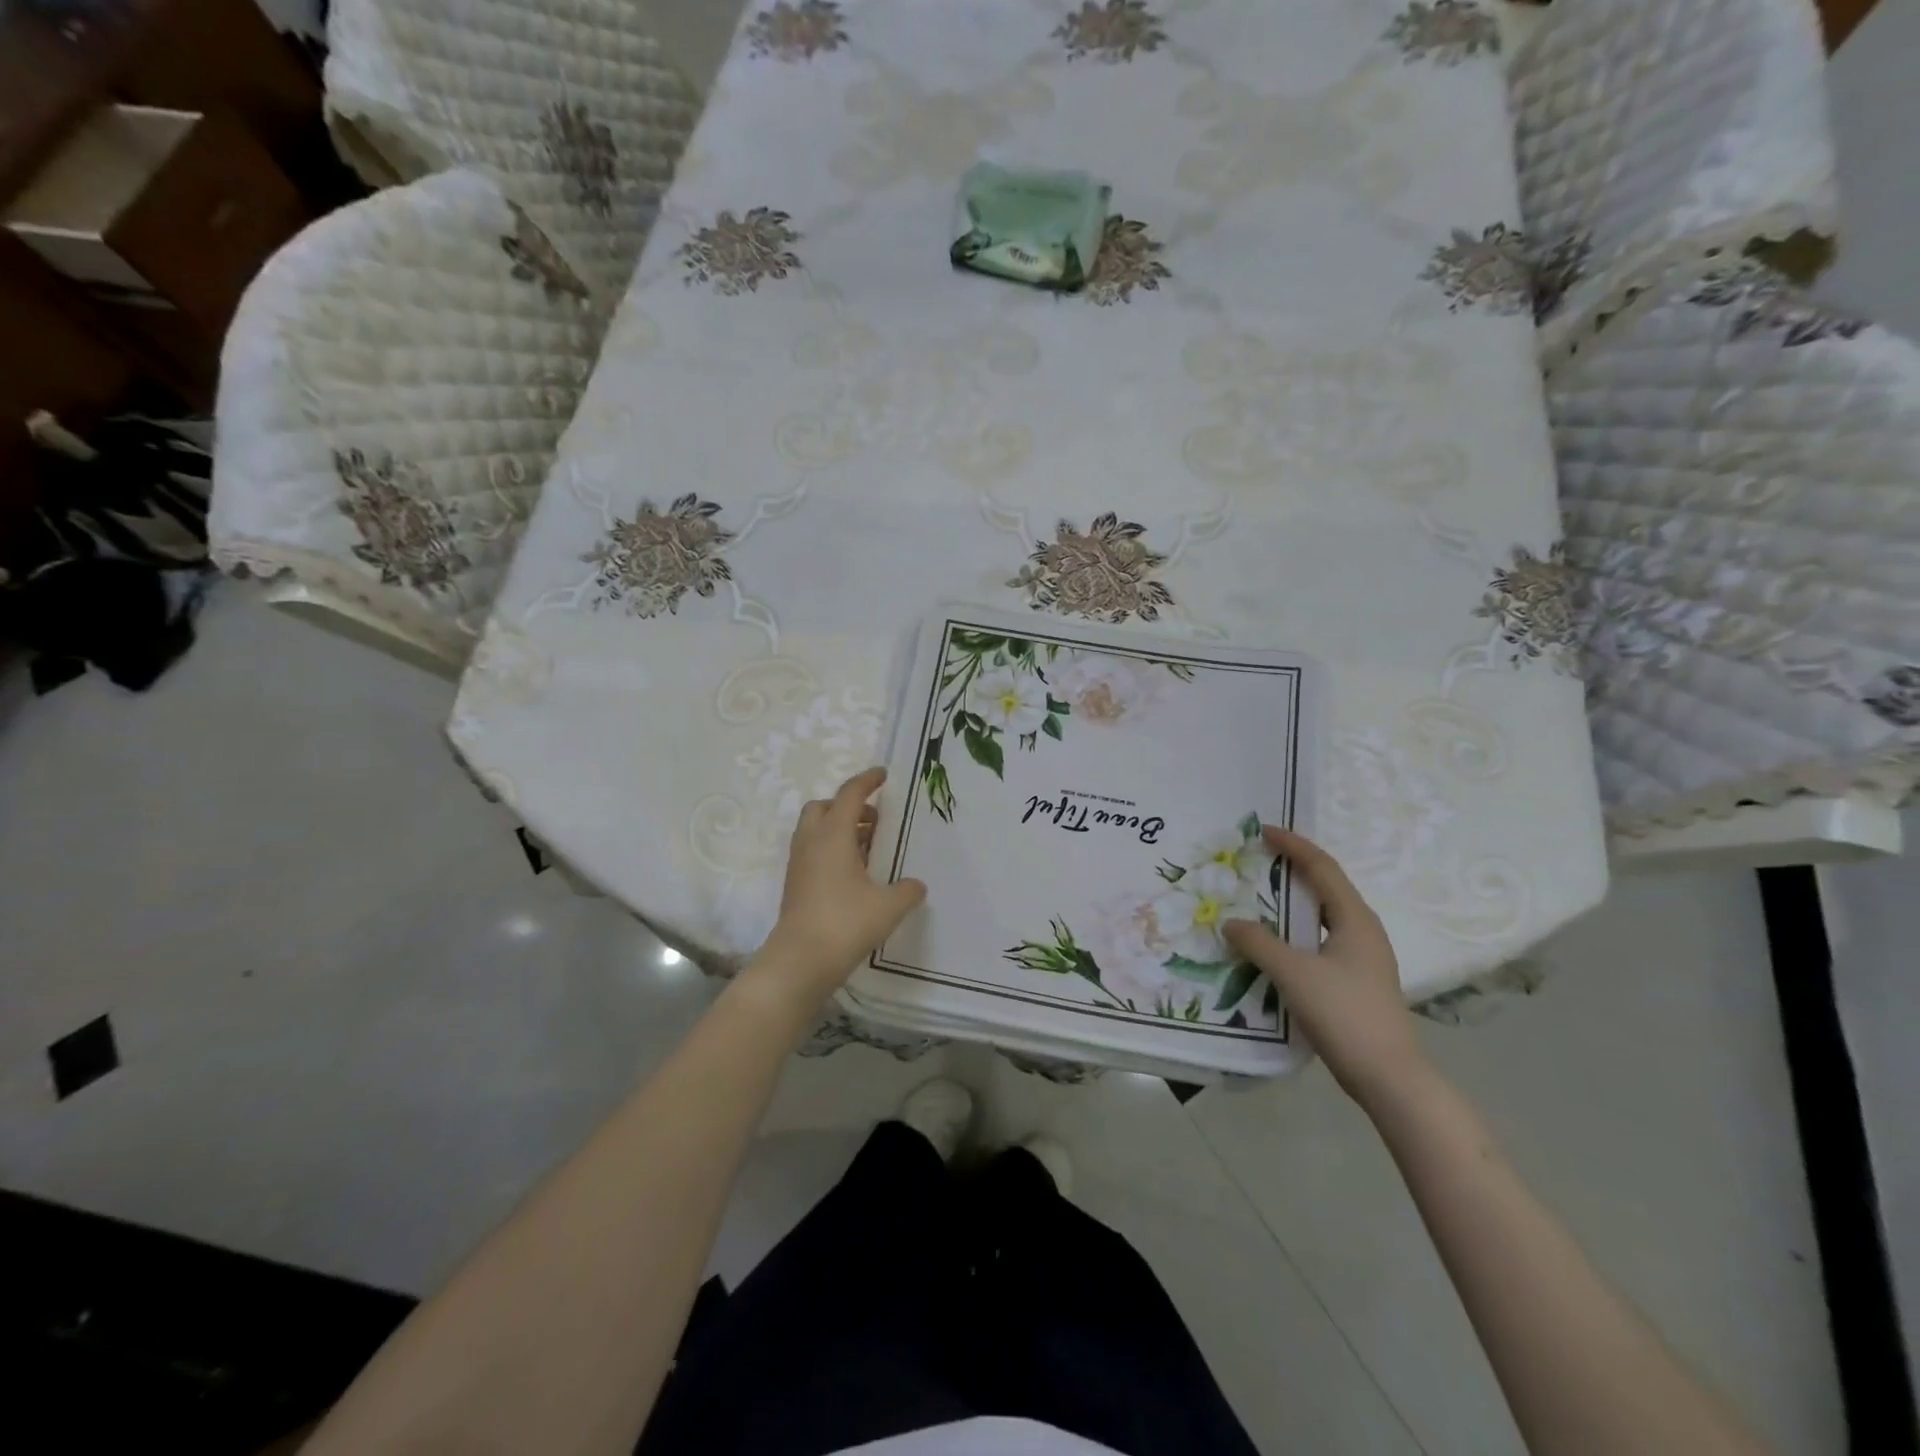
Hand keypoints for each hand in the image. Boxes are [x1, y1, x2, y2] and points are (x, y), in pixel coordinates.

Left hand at [751, 767, 926, 1010]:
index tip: (883, 774)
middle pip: (823, 807)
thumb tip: (916, 885)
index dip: (867, 781)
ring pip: (816, 831)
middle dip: (847, 806)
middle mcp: (812, 842)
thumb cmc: (845, 923)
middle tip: (874, 820)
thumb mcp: (889, 906)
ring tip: (869, 848)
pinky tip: (854, 874)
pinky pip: (813, 852)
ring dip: (840, 829)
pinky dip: (832, 850)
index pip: (849, 795)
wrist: (800, 962)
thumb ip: (907, 890)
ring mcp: (799, 864)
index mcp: (833, 835)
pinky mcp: (795, 885)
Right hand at [1223, 827, 1425, 1108]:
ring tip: (1263, 897)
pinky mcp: (1357, 981)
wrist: (1388, 1076)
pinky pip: (1322, 940)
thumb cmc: (1344, 1014)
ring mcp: (1364, 958)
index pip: (1322, 869)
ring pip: (1325, 916)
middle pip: (1327, 887)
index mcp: (1355, 919)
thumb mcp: (1294, 973)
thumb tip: (1231, 922)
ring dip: (1295, 902)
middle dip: (1295, 869)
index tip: (1265, 831)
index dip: (1294, 846)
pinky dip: (1298, 930)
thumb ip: (1259, 943)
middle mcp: (1364, 931)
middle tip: (1261, 860)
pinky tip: (1276, 944)